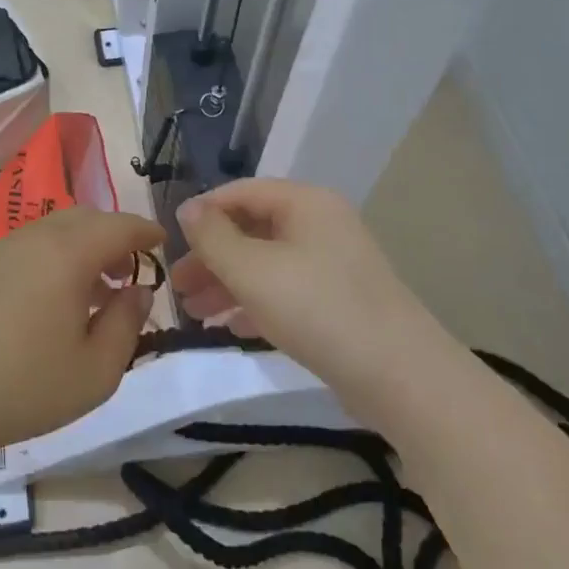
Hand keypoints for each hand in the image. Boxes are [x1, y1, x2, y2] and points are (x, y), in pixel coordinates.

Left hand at [0, 206, 164, 461]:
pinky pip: (31, 244)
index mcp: (68, 253)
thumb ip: (127, 323)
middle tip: (130, 271)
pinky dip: (55, 255)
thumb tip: (138, 291)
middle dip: (115, 236)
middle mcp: (36, 237)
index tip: (163, 242)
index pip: (119, 225)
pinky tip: (54, 297)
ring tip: (95, 289)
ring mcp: (3, 247)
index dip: (146, 231)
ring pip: (55, 229)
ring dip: (83, 246)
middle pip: (86, 218)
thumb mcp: (96, 370)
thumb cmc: (24, 386)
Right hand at [172, 179, 420, 397]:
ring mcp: (332, 265)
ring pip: (266, 264)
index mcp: (305, 203)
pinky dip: (254, 304)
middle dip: (211, 257)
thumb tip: (187, 209)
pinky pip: (285, 292)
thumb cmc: (317, 308)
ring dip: (227, 284)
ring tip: (194, 314)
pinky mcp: (338, 303)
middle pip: (252, 230)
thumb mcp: (252, 269)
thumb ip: (213, 237)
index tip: (169, 242)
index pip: (241, 192)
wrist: (399, 376)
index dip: (202, 213)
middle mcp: (320, 225)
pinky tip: (229, 327)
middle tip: (177, 287)